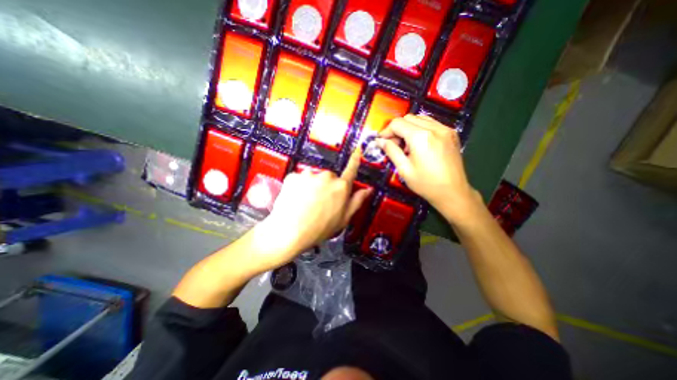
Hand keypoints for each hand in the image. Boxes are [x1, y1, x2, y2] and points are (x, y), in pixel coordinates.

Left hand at [251, 147, 371, 270]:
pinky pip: (299, 179)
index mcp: (341, 187)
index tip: (357, 150)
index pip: (351, 170)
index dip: (355, 160)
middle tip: (320, 202)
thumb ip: (357, 201)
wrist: (290, 233)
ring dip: (311, 186)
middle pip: (329, 177)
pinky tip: (296, 199)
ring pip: (313, 178)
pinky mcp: (294, 176)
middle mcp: (326, 177)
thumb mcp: (344, 218)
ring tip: (306, 203)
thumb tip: (368, 190)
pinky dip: (298, 187)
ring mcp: (309, 175)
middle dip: (326, 186)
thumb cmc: (319, 229)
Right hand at [376, 114, 481, 223]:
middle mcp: (434, 128)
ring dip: (409, 128)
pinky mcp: (452, 133)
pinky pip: (432, 123)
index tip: (381, 141)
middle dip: (397, 129)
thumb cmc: (426, 184)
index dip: (386, 131)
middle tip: (394, 144)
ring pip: (420, 118)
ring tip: (406, 145)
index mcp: (421, 137)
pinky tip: (420, 144)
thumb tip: (379, 141)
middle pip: (408, 118)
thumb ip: (391, 151)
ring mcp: (445, 129)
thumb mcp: (404, 169)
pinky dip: (421, 129)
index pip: (397, 123)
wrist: (453, 192)